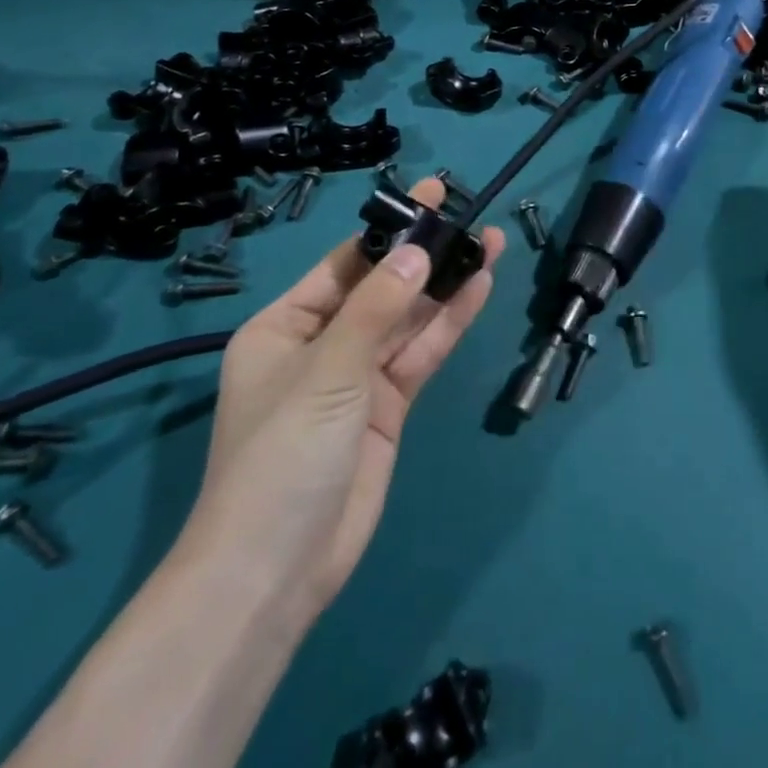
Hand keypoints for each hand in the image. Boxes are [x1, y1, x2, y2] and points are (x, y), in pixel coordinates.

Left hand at [178, 178, 503, 626]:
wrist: (277, 570)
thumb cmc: (283, 455)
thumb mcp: (327, 371)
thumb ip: (378, 308)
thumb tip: (419, 250)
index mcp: (285, 327)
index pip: (345, 264)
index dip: (389, 230)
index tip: (430, 197)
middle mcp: (322, 344)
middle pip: (382, 288)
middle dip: (425, 254)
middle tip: (470, 215)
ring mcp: (357, 377)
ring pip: (409, 318)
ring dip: (446, 284)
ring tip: (490, 243)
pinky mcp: (387, 407)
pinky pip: (421, 353)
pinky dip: (449, 323)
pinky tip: (479, 288)